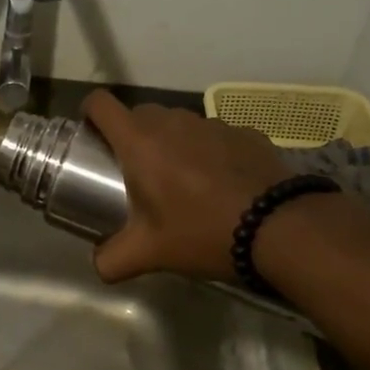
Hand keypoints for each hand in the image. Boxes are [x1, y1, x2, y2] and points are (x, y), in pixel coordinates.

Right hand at [83, 90, 289, 283]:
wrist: (279, 228)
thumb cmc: (201, 232)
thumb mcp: (149, 254)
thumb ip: (112, 260)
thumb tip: (98, 265)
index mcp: (140, 142)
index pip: (101, 104)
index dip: (90, 113)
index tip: (91, 134)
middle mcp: (173, 122)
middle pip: (139, 114)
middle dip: (131, 136)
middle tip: (135, 172)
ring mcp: (212, 123)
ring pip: (179, 123)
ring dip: (171, 143)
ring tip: (182, 181)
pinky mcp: (245, 132)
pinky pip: (214, 135)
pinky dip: (208, 152)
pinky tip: (221, 184)